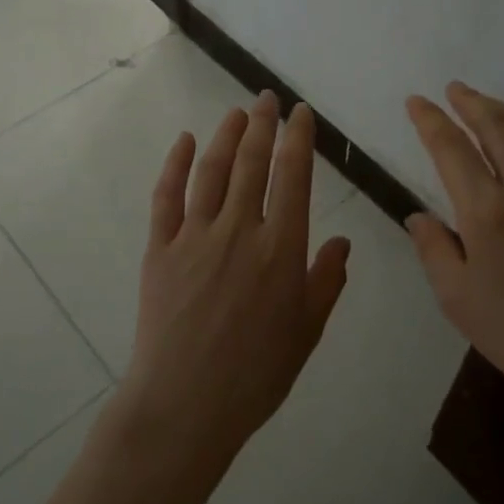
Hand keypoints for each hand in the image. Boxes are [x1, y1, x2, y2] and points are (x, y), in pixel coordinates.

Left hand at [121, 90, 351, 477]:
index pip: (293, 177)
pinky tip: (183, 142)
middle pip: (251, 163)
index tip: (300, 113)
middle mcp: (239, 230)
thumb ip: (327, 281)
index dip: (297, 139)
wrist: (186, 405)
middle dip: (262, 124)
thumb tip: (343, 242)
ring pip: (212, 171)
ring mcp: (195, 236)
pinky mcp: (160, 249)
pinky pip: (167, 198)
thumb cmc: (256, 374)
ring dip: (225, 136)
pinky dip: (175, 165)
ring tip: (236, 113)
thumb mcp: (307, 331)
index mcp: (281, 249)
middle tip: (266, 98)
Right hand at [405, 83, 503, 434]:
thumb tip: (418, 215)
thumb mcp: (457, 299)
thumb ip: (433, 249)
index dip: (430, 120)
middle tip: (452, 89)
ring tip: (484, 101)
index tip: (415, 102)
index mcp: (486, 213)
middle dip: (470, 102)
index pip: (451, 148)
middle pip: (495, 127)